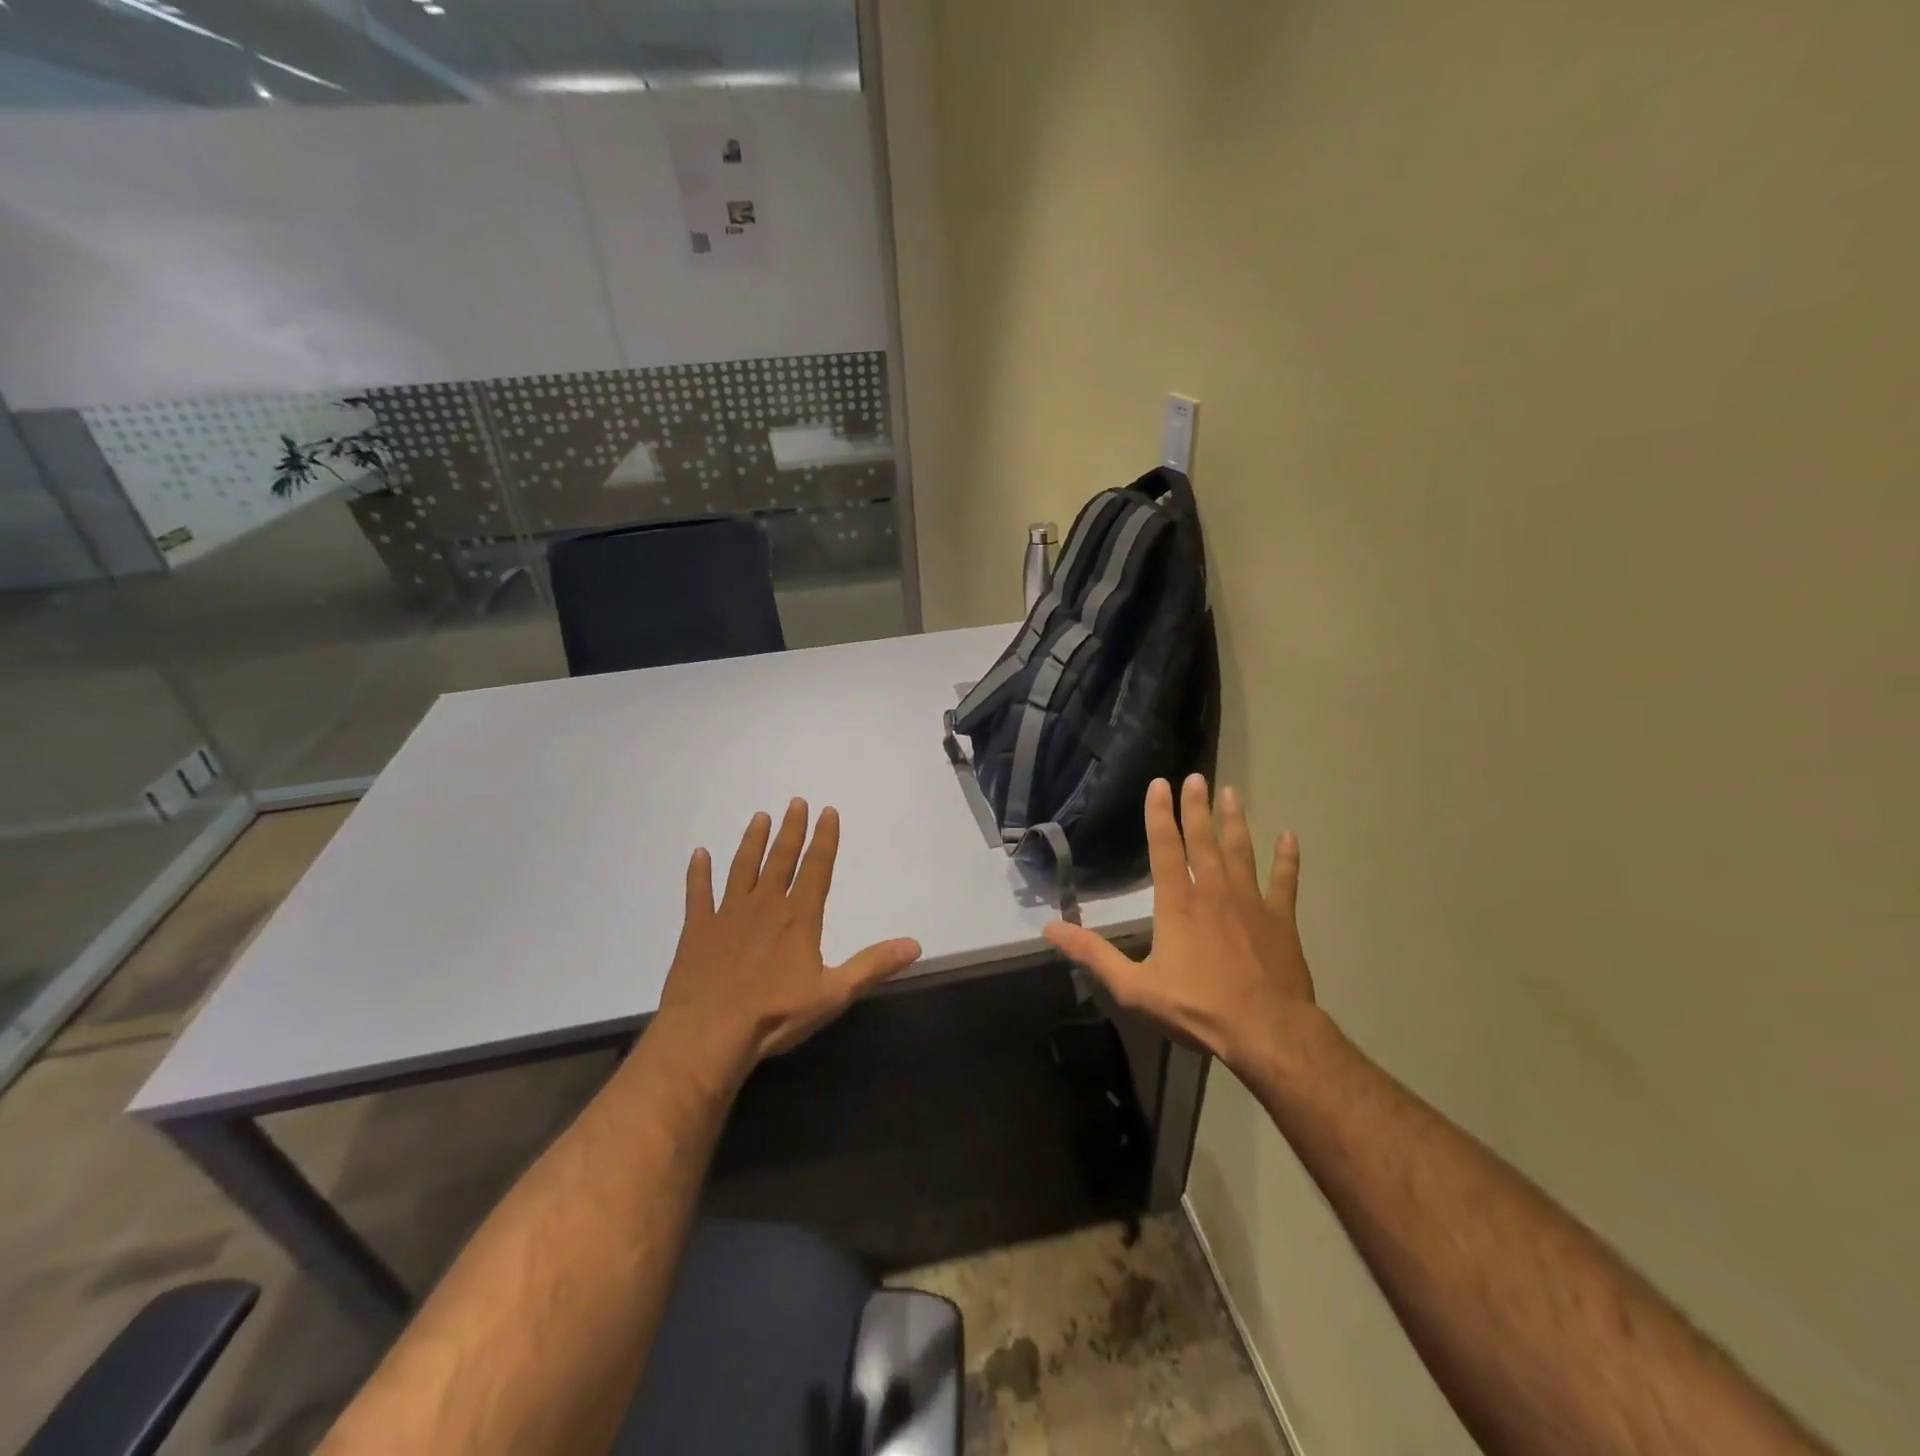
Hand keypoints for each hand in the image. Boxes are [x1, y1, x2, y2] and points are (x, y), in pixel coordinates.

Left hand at [653, 799, 922, 1081]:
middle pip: (780, 859)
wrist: (707, 1035)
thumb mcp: (833, 994)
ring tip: (759, 817)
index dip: (824, 839)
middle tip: (795, 802)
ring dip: (752, 842)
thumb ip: (872, 966)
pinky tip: (698, 854)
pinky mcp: (697, 929)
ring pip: (742, 867)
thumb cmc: (774, 1015)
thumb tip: (914, 944)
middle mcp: (764, 905)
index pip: (816, 868)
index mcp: (798, 917)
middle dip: (791, 830)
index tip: (827, 811)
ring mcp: (727, 914)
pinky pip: (698, 893)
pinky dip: (698, 873)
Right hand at [1044, 774, 1317, 1075]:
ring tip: (1232, 793)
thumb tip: (1050, 928)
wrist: (1266, 1031)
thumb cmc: (1197, 1008)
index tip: (1160, 784)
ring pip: (1241, 851)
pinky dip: (1287, 858)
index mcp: (1177, 903)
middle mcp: (1213, 892)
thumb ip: (1093, 954)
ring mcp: (1251, 902)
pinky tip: (1290, 837)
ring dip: (1235, 821)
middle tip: (1196, 777)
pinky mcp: (1281, 919)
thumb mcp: (1133, 987)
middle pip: (1203, 840)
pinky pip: (1285, 881)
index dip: (1159, 814)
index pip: (1164, 848)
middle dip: (1197, 807)